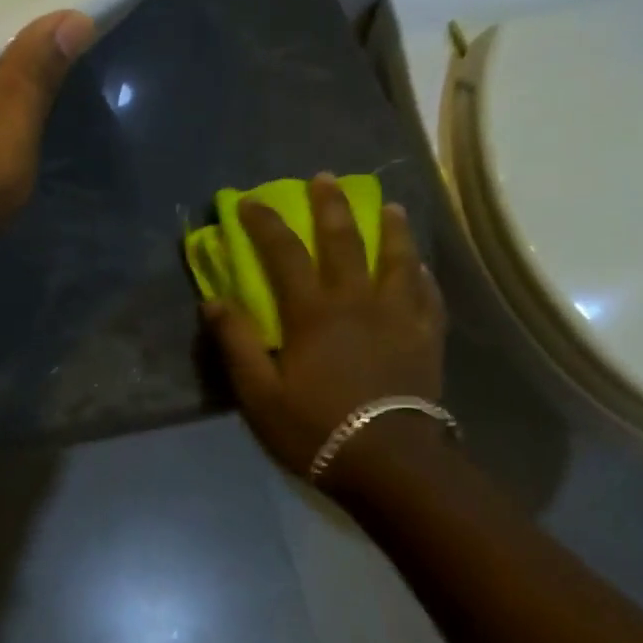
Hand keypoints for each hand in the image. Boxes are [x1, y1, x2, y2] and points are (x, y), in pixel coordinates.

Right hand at [205, 174, 446, 493]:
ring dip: (390, 228)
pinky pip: (428, 295)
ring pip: (397, 259)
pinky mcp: (427, 338)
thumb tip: (213, 300)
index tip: (249, 201)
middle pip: (344, 241)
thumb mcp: (258, 393)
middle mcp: (357, 302)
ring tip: (388, 206)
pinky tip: (420, 266)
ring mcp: (399, 317)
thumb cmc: (315, 429)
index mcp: (312, 313)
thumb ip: (237, 343)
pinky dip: (422, 274)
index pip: (284, 253)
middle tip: (325, 178)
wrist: (390, 464)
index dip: (264, 223)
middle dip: (330, 206)